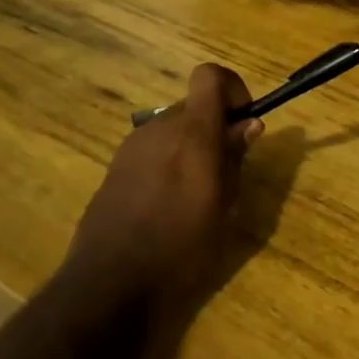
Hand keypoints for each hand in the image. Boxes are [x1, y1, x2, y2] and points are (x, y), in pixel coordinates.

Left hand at [64, 64, 262, 327]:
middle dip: (215, 126)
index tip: (244, 121)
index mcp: (192, 132)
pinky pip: (153, 149)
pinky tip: (168, 204)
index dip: (232, 88)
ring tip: (198, 193)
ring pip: (172, 128)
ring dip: (191, 145)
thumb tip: (248, 124)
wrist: (110, 283)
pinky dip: (169, 161)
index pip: (209, 76)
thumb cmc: (180, 248)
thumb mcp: (223, 206)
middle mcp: (159, 128)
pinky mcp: (115, 167)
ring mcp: (132, 146)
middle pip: (193, 105)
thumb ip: (234, 158)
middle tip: (227, 170)